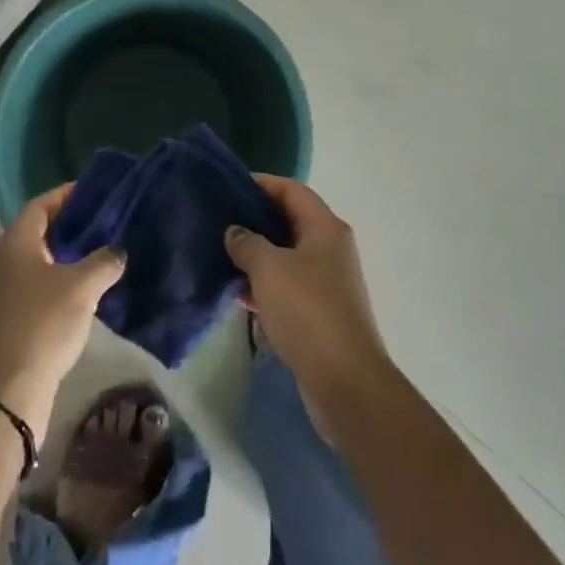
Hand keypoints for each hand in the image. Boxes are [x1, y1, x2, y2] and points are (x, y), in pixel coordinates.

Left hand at [0, 186, 123, 440]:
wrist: (3, 393)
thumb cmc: (41, 325)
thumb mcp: (82, 287)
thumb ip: (104, 261)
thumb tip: (117, 251)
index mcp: (14, 242)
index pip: (42, 204)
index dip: (68, 195)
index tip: (97, 191)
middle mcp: (3, 259)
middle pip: (40, 231)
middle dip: (72, 225)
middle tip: (107, 222)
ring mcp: (2, 290)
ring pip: (40, 261)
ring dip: (69, 256)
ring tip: (104, 253)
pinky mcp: (8, 318)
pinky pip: (38, 286)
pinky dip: (62, 281)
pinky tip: (89, 290)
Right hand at [225, 177, 390, 415]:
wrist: (345, 381)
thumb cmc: (307, 311)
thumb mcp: (269, 269)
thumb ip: (247, 243)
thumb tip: (235, 232)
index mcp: (325, 228)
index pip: (291, 190)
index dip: (261, 184)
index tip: (228, 187)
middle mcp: (330, 248)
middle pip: (289, 221)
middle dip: (255, 220)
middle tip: (219, 221)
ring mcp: (327, 281)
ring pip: (286, 255)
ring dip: (256, 255)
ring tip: (221, 256)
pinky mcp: (320, 311)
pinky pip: (287, 285)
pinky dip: (264, 285)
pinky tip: (238, 294)